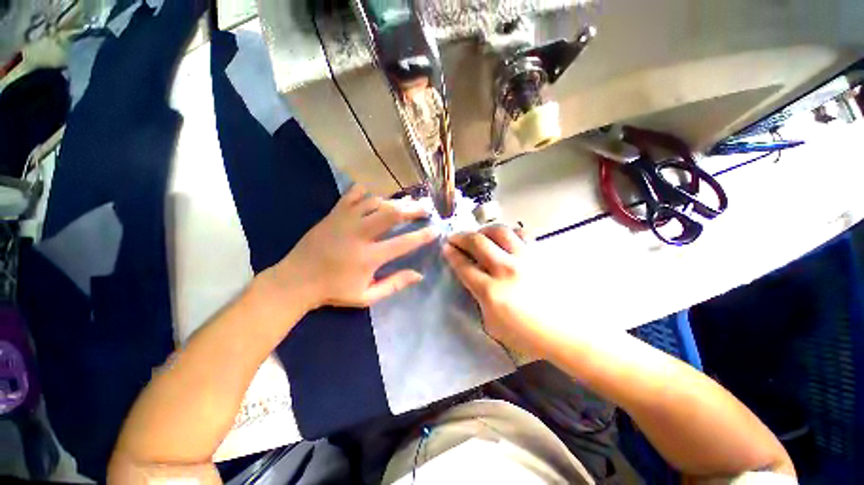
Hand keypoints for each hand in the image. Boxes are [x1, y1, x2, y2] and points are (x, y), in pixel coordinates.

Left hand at [264, 185, 436, 308]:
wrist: (296, 280)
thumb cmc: (333, 290)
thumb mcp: (366, 296)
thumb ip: (394, 285)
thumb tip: (419, 275)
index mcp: (369, 257)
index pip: (403, 243)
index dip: (422, 236)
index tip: (435, 230)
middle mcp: (359, 234)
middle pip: (392, 213)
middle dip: (412, 208)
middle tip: (425, 207)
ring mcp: (345, 220)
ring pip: (376, 201)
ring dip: (395, 200)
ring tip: (408, 201)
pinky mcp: (334, 213)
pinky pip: (354, 194)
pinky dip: (369, 191)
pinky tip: (379, 192)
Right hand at [442, 225, 552, 357]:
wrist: (568, 333)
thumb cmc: (528, 335)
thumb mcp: (492, 324)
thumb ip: (479, 299)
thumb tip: (474, 279)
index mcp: (491, 291)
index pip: (464, 265)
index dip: (451, 254)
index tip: (446, 247)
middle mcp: (506, 269)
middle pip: (477, 242)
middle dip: (460, 236)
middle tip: (454, 237)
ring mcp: (525, 259)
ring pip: (499, 231)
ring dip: (483, 230)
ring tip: (479, 235)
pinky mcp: (540, 255)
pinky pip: (522, 234)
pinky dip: (509, 232)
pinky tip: (505, 238)